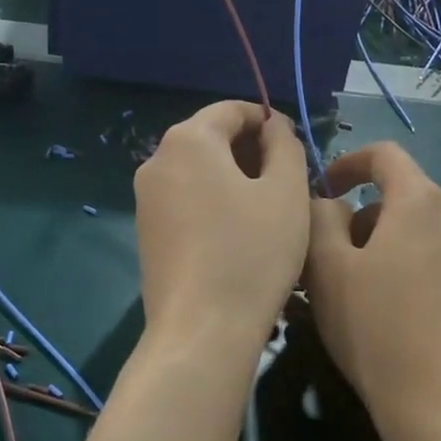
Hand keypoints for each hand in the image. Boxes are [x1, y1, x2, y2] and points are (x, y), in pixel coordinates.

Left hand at [134, 100, 309, 350]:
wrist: (202, 330)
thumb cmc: (253, 253)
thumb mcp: (287, 191)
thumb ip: (285, 145)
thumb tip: (273, 128)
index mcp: (188, 140)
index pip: (231, 110)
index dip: (268, 121)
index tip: (296, 148)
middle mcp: (157, 161)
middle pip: (211, 139)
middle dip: (251, 152)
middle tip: (288, 183)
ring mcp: (145, 200)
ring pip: (198, 173)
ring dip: (234, 180)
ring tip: (268, 212)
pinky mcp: (146, 234)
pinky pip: (186, 202)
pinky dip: (214, 204)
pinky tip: (239, 236)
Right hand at [303, 142, 440, 432]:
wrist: (435, 400)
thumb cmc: (373, 326)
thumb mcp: (327, 268)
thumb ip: (320, 217)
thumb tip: (330, 203)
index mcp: (422, 201)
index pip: (384, 155)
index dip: (347, 163)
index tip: (323, 191)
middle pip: (400, 195)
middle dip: (360, 215)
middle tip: (329, 258)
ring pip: (417, 229)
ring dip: (382, 242)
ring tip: (354, 287)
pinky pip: (435, 256)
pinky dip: (406, 264)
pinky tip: (388, 307)